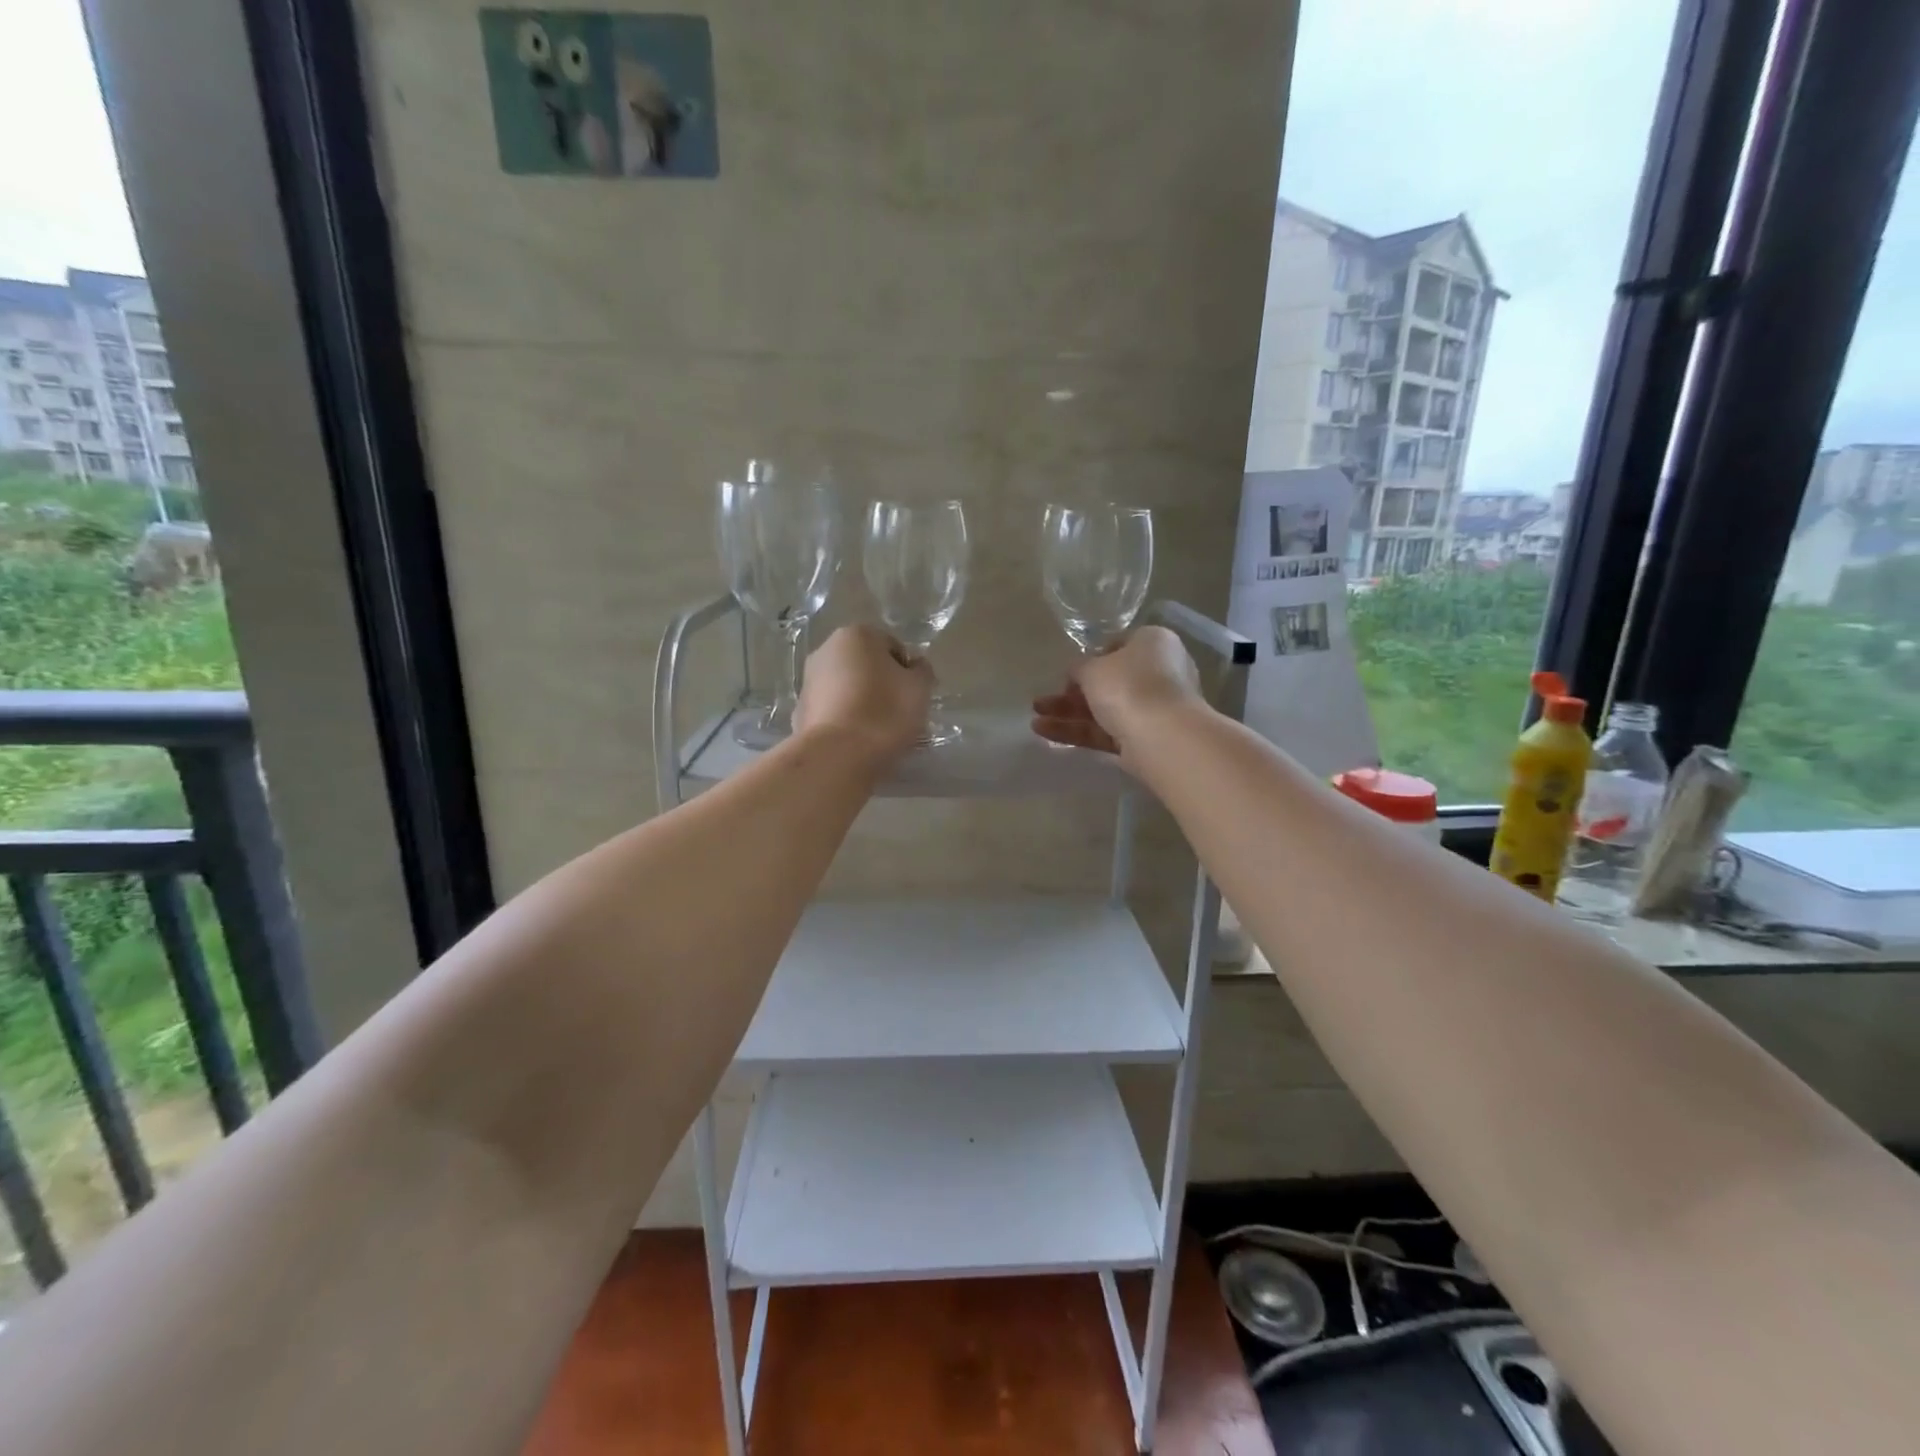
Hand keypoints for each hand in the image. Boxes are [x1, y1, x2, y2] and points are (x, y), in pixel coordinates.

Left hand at [796, 624, 934, 760]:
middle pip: (866, 666)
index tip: (913, 696)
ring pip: (847, 689)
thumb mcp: (920, 688)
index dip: (907, 672)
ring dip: (862, 703)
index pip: (892, 647)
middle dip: (882, 685)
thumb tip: (914, 666)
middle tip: (899, 714)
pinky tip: (857, 742)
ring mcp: (808, 681)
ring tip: (878, 732)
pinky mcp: (800, 712)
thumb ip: (921, 670)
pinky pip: (833, 712)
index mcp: (856, 635)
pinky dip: (845, 721)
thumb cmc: (885, 712)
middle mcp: (826, 650)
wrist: (838, 756)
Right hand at [1031, 626, 1202, 758]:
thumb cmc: (1129, 685)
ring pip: (1104, 710)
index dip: (1091, 658)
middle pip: (1109, 682)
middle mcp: (1159, 673)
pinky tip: (1045, 733)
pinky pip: (1106, 733)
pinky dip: (1078, 732)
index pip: (1119, 646)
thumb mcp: (1093, 668)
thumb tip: (1078, 672)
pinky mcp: (1144, 740)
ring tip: (1034, 719)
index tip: (1069, 673)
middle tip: (1043, 701)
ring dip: (1069, 714)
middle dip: (1072, 693)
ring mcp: (1153, 710)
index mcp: (1153, 643)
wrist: (1163, 736)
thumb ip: (1080, 668)